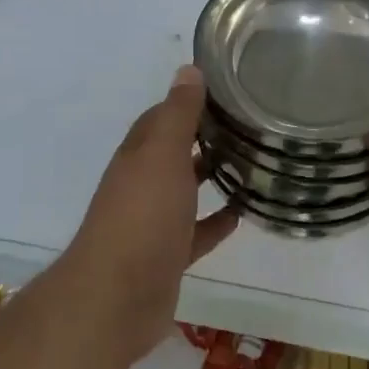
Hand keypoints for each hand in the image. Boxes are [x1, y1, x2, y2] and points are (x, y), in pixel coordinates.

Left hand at [62, 65, 238, 361]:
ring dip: (210, 176)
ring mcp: (153, 222)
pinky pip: (196, 232)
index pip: (162, 118)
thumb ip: (178, 114)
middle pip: (174, 152)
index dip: (189, 102)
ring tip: (251, 163)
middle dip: (204, 137)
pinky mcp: (167, 256)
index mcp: (139, 155)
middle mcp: (142, 184)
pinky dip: (215, 221)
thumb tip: (188, 70)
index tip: (225, 92)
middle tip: (248, 125)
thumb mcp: (163, 154)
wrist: (117, 298)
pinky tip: (241, 214)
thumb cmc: (143, 216)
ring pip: (184, 191)